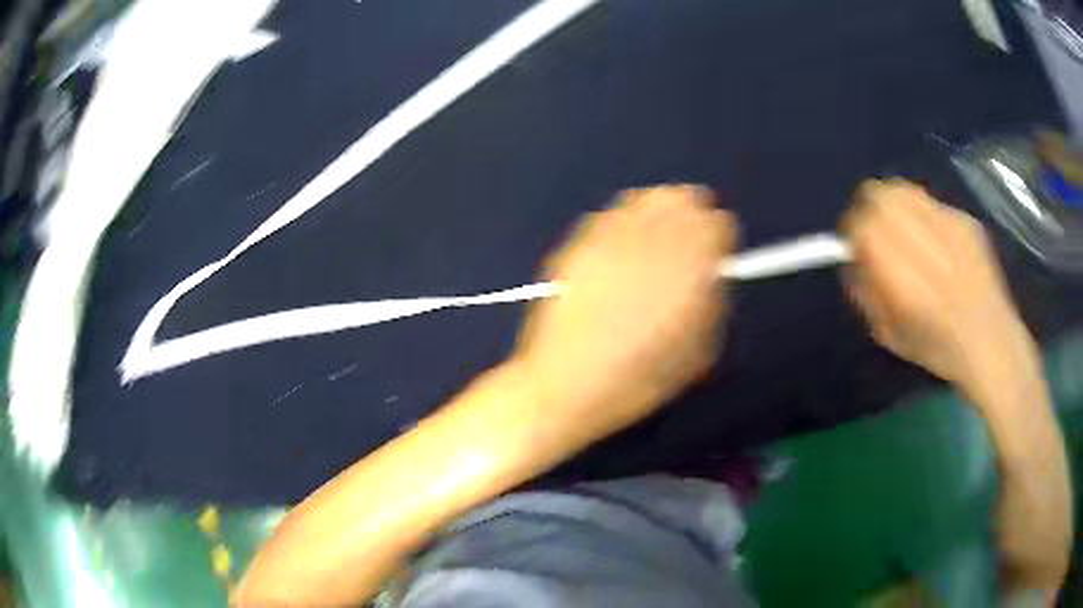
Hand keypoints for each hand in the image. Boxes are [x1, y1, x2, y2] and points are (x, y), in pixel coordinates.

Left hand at [513, 185, 736, 450]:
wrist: (567, 385)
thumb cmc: (639, 379)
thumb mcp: (698, 351)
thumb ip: (712, 301)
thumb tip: (712, 273)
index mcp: (690, 271)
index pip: (718, 224)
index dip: (721, 238)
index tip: (717, 253)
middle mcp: (651, 243)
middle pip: (682, 198)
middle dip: (692, 216)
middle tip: (691, 239)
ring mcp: (610, 238)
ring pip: (647, 198)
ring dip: (660, 212)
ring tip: (658, 238)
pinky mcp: (580, 243)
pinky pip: (613, 214)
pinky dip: (627, 222)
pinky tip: (623, 248)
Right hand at [842, 179, 1037, 403]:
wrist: (992, 342)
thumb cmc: (938, 348)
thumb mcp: (889, 333)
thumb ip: (866, 290)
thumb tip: (852, 255)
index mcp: (907, 282)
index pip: (865, 226)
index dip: (853, 229)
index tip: (853, 244)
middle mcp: (929, 244)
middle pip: (880, 195)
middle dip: (868, 209)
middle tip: (873, 231)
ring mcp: (952, 226)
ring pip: (903, 189)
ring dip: (892, 204)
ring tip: (900, 229)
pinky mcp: (966, 219)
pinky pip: (928, 200)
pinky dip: (919, 212)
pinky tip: (931, 239)